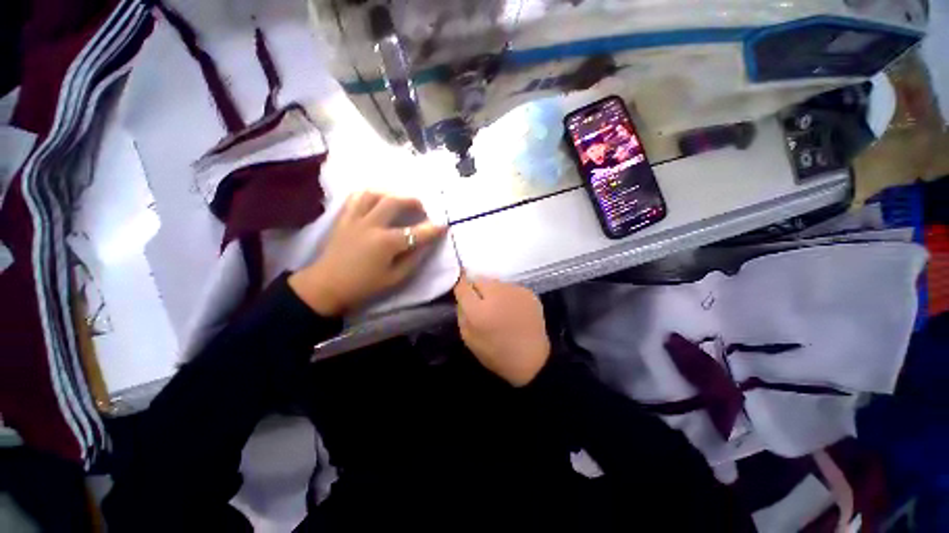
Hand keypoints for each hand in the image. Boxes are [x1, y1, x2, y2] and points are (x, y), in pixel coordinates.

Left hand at [290, 191, 444, 315]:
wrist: (327, 286)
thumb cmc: (364, 285)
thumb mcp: (395, 278)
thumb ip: (413, 259)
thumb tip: (426, 244)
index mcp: (386, 243)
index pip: (416, 232)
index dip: (433, 229)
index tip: (444, 225)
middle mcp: (371, 225)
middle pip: (395, 202)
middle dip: (413, 201)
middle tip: (421, 208)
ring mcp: (354, 218)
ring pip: (374, 193)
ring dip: (391, 194)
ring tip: (399, 201)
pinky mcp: (343, 218)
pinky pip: (356, 197)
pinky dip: (370, 194)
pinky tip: (377, 200)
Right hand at [454, 275, 550, 386]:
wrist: (531, 359)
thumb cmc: (496, 353)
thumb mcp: (469, 338)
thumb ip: (462, 312)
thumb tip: (463, 295)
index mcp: (478, 311)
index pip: (463, 286)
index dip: (461, 287)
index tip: (463, 291)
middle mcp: (496, 295)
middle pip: (480, 280)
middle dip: (478, 290)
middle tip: (482, 304)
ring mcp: (515, 291)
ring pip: (496, 283)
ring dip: (494, 292)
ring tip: (500, 308)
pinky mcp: (528, 292)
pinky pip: (511, 287)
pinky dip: (508, 295)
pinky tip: (513, 310)